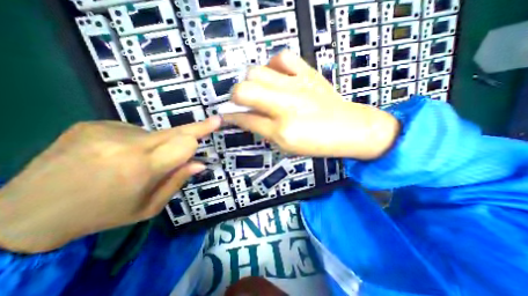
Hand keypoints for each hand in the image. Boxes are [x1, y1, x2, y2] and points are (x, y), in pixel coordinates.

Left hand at [0, 117, 220, 251]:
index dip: (202, 132)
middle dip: (196, 128)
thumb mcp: (148, 207)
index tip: (216, 122)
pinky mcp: (92, 124)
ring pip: (154, 133)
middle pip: (175, 131)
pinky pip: (133, 131)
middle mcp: (126, 144)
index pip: (184, 143)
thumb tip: (200, 163)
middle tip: (212, 121)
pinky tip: (116, 155)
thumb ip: (177, 182)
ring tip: (135, 162)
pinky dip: (136, 142)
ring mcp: (106, 131)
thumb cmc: (102, 214)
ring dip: (157, 145)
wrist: (25, 213)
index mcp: (141, 169)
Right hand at [223, 51, 400, 160]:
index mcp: (282, 130)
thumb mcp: (286, 146)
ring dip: (251, 81)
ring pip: (257, 71)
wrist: (349, 128)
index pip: (245, 120)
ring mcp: (297, 86)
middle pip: (244, 90)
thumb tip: (244, 118)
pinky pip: (283, 57)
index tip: (226, 115)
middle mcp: (286, 106)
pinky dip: (273, 65)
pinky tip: (277, 76)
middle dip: (235, 96)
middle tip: (241, 101)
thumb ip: (263, 131)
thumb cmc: (317, 143)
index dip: (231, 117)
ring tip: (260, 89)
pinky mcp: (308, 73)